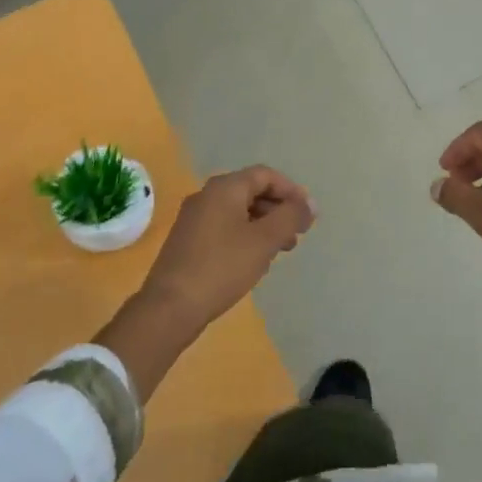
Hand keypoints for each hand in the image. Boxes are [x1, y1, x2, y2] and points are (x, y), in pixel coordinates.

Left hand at [139, 165, 316, 327]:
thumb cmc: (222, 267)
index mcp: (224, 188)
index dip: (291, 191)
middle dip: (278, 210)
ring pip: (238, 212)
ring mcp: (194, 219)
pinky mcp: (188, 241)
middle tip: (297, 235)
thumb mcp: (264, 240)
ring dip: (264, 226)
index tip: (308, 215)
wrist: (171, 306)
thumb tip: (310, 204)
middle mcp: (206, 196)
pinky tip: (254, 261)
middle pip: (251, 191)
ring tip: (281, 251)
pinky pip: (225, 228)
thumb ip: (290, 216)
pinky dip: (246, 237)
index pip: (265, 175)